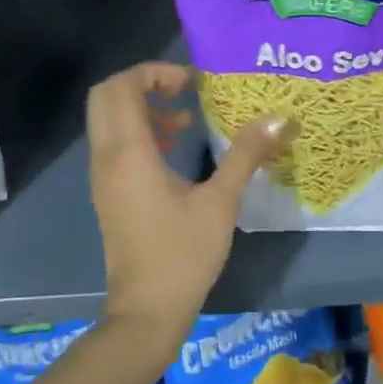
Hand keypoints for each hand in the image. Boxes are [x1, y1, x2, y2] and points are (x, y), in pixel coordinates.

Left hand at [87, 62, 291, 343]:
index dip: (155, 72)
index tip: (193, 82)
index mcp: (129, 153)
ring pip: (108, 119)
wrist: (146, 312)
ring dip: (142, 106)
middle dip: (144, 83)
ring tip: (185, 118)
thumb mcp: (221, 202)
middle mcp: (106, 157)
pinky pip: (113, 142)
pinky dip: (138, 130)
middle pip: (107, 95)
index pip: (121, 86)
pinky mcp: (108, 192)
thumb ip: (246, 155)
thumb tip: (280, 120)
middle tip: (184, 90)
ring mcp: (102, 176)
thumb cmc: (183, 255)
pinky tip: (173, 147)